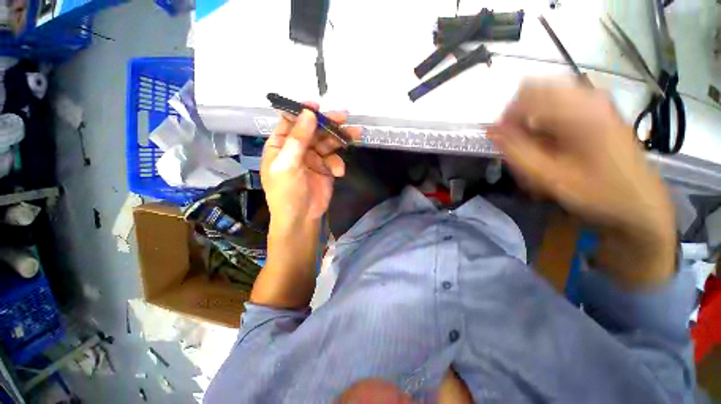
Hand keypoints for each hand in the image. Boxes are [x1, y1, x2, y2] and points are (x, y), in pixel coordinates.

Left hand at [251, 106, 360, 308]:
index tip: (318, 105)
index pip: (290, 121)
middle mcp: (297, 149)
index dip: (303, 112)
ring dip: (340, 140)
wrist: (301, 218)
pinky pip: (334, 159)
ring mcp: (313, 158)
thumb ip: (298, 139)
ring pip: (327, 143)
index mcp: (281, 145)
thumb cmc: (287, 193)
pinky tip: (339, 172)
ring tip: (356, 135)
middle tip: (345, 117)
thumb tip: (309, 113)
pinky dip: (338, 164)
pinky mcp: (325, 168)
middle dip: (329, 124)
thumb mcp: (287, 165)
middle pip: (313, 130)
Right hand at [489, 80, 675, 286]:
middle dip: (520, 118)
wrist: (642, 206)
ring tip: (537, 149)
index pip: (526, 94)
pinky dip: (549, 123)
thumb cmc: (597, 194)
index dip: (507, 117)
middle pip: (537, 92)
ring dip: (534, 122)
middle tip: (519, 146)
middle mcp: (590, 97)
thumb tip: (492, 130)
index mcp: (579, 111)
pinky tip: (553, 146)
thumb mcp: (548, 177)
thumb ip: (516, 151)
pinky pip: (563, 107)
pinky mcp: (602, 112)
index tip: (502, 141)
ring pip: (549, 100)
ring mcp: (599, 103)